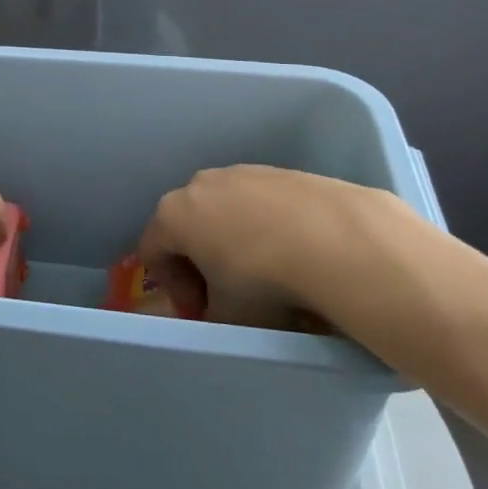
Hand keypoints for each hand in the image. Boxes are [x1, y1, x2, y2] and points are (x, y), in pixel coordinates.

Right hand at [138, 165, 421, 329]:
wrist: (335, 239)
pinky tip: (294, 253)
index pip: (152, 250)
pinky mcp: (281, 172)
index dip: (172, 288)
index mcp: (174, 214)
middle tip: (227, 295)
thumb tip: (218, 312)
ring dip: (234, 241)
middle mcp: (201, 184)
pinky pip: (260, 203)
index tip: (200, 312)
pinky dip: (267, 227)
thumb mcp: (227, 316)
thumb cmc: (263, 280)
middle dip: (201, 261)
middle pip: (187, 225)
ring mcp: (242, 172)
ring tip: (267, 274)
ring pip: (225, 211)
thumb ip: (210, 316)